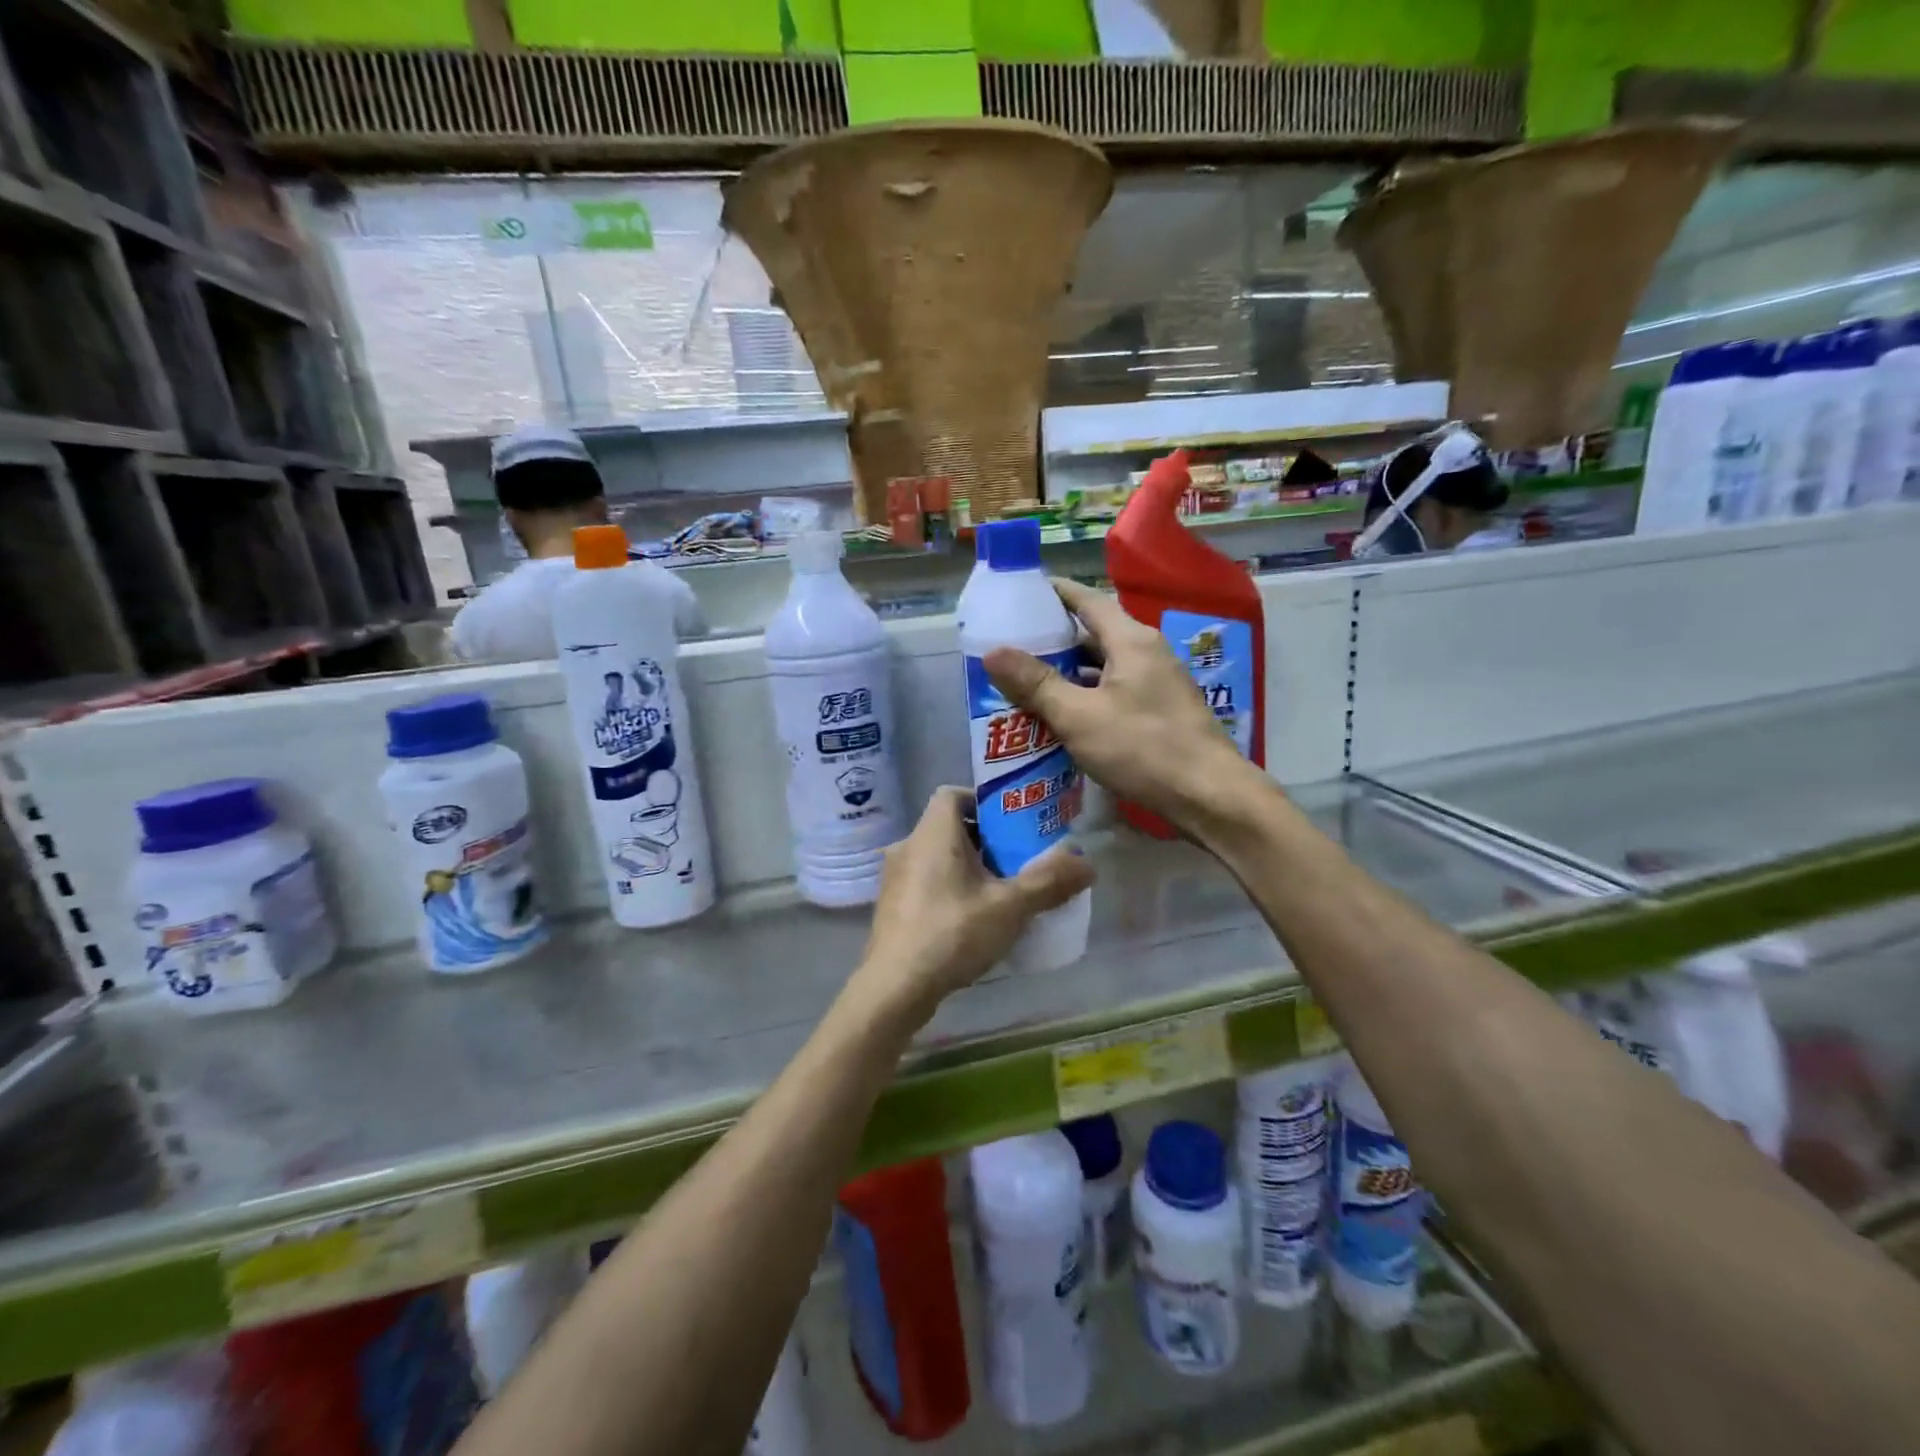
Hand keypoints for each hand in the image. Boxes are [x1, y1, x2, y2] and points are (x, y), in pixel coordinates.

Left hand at [854, 787, 1094, 1017]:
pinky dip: (948, 888)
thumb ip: (1049, 882)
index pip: (953, 793)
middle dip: (984, 841)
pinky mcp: (891, 906)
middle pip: (949, 827)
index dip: (983, 803)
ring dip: (967, 867)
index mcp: (933, 832)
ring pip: (937, 856)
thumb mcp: (1010, 906)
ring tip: (998, 893)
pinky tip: (970, 920)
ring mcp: (894, 877)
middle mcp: (908, 845)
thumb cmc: (953, 932)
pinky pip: (925, 881)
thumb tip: (1088, 864)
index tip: (1011, 827)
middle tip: (1015, 863)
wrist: (896, 987)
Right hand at [983, 578, 1265, 835]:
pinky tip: (1061, 715)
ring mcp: (1157, 683)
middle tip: (1010, 645)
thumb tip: (992, 651)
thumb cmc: (1143, 748)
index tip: (1019, 593)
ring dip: (1068, 672)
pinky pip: (1114, 691)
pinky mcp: (1160, 711)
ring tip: (1025, 681)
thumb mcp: (1079, 716)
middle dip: (1052, 639)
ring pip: (1103, 666)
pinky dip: (1086, 696)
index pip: (1087, 600)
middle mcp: (1147, 652)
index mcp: (1131, 640)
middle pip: (1093, 633)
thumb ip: (1036, 683)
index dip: (1053, 593)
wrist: (1209, 796)